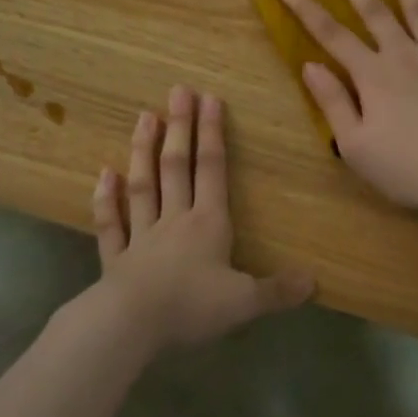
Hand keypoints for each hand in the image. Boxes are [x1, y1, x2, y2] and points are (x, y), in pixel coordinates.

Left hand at [90, 85, 313, 351]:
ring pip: (143, 185)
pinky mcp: (116, 257)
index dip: (213, 134)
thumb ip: (278, 291)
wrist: (130, 325)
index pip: (212, 170)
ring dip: (143, 150)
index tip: (210, 99)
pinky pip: (111, 223)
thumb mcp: (245, 303)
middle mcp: (174, 220)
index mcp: (208, 225)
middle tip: (177, 91)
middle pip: (177, 167)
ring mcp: (141, 236)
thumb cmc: (191, 308)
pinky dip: (106, 198)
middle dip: (180, 128)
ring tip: (144, 116)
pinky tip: (103, 173)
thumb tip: (314, 282)